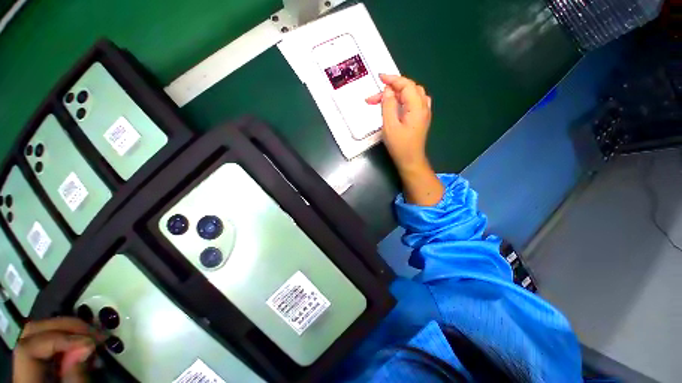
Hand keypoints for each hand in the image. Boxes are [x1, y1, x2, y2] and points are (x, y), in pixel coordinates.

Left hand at [13, 318, 99, 382]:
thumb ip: (75, 376)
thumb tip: (86, 345)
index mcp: (25, 381)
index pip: (28, 348)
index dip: (57, 339)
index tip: (89, 342)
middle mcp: (22, 366)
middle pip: (31, 332)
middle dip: (64, 327)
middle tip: (92, 331)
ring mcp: (32, 362)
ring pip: (42, 331)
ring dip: (69, 329)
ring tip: (93, 336)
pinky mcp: (44, 360)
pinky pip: (52, 340)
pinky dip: (70, 336)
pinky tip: (87, 343)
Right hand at [366, 74, 431, 171]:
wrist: (411, 161)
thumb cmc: (399, 146)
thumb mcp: (390, 126)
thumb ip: (388, 106)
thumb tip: (388, 90)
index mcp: (417, 107)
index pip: (406, 85)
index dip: (393, 79)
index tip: (379, 78)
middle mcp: (423, 106)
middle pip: (409, 88)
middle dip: (392, 88)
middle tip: (376, 97)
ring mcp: (424, 112)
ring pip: (412, 94)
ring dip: (398, 93)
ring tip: (384, 99)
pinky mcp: (421, 118)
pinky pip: (414, 101)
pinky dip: (404, 98)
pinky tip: (398, 103)